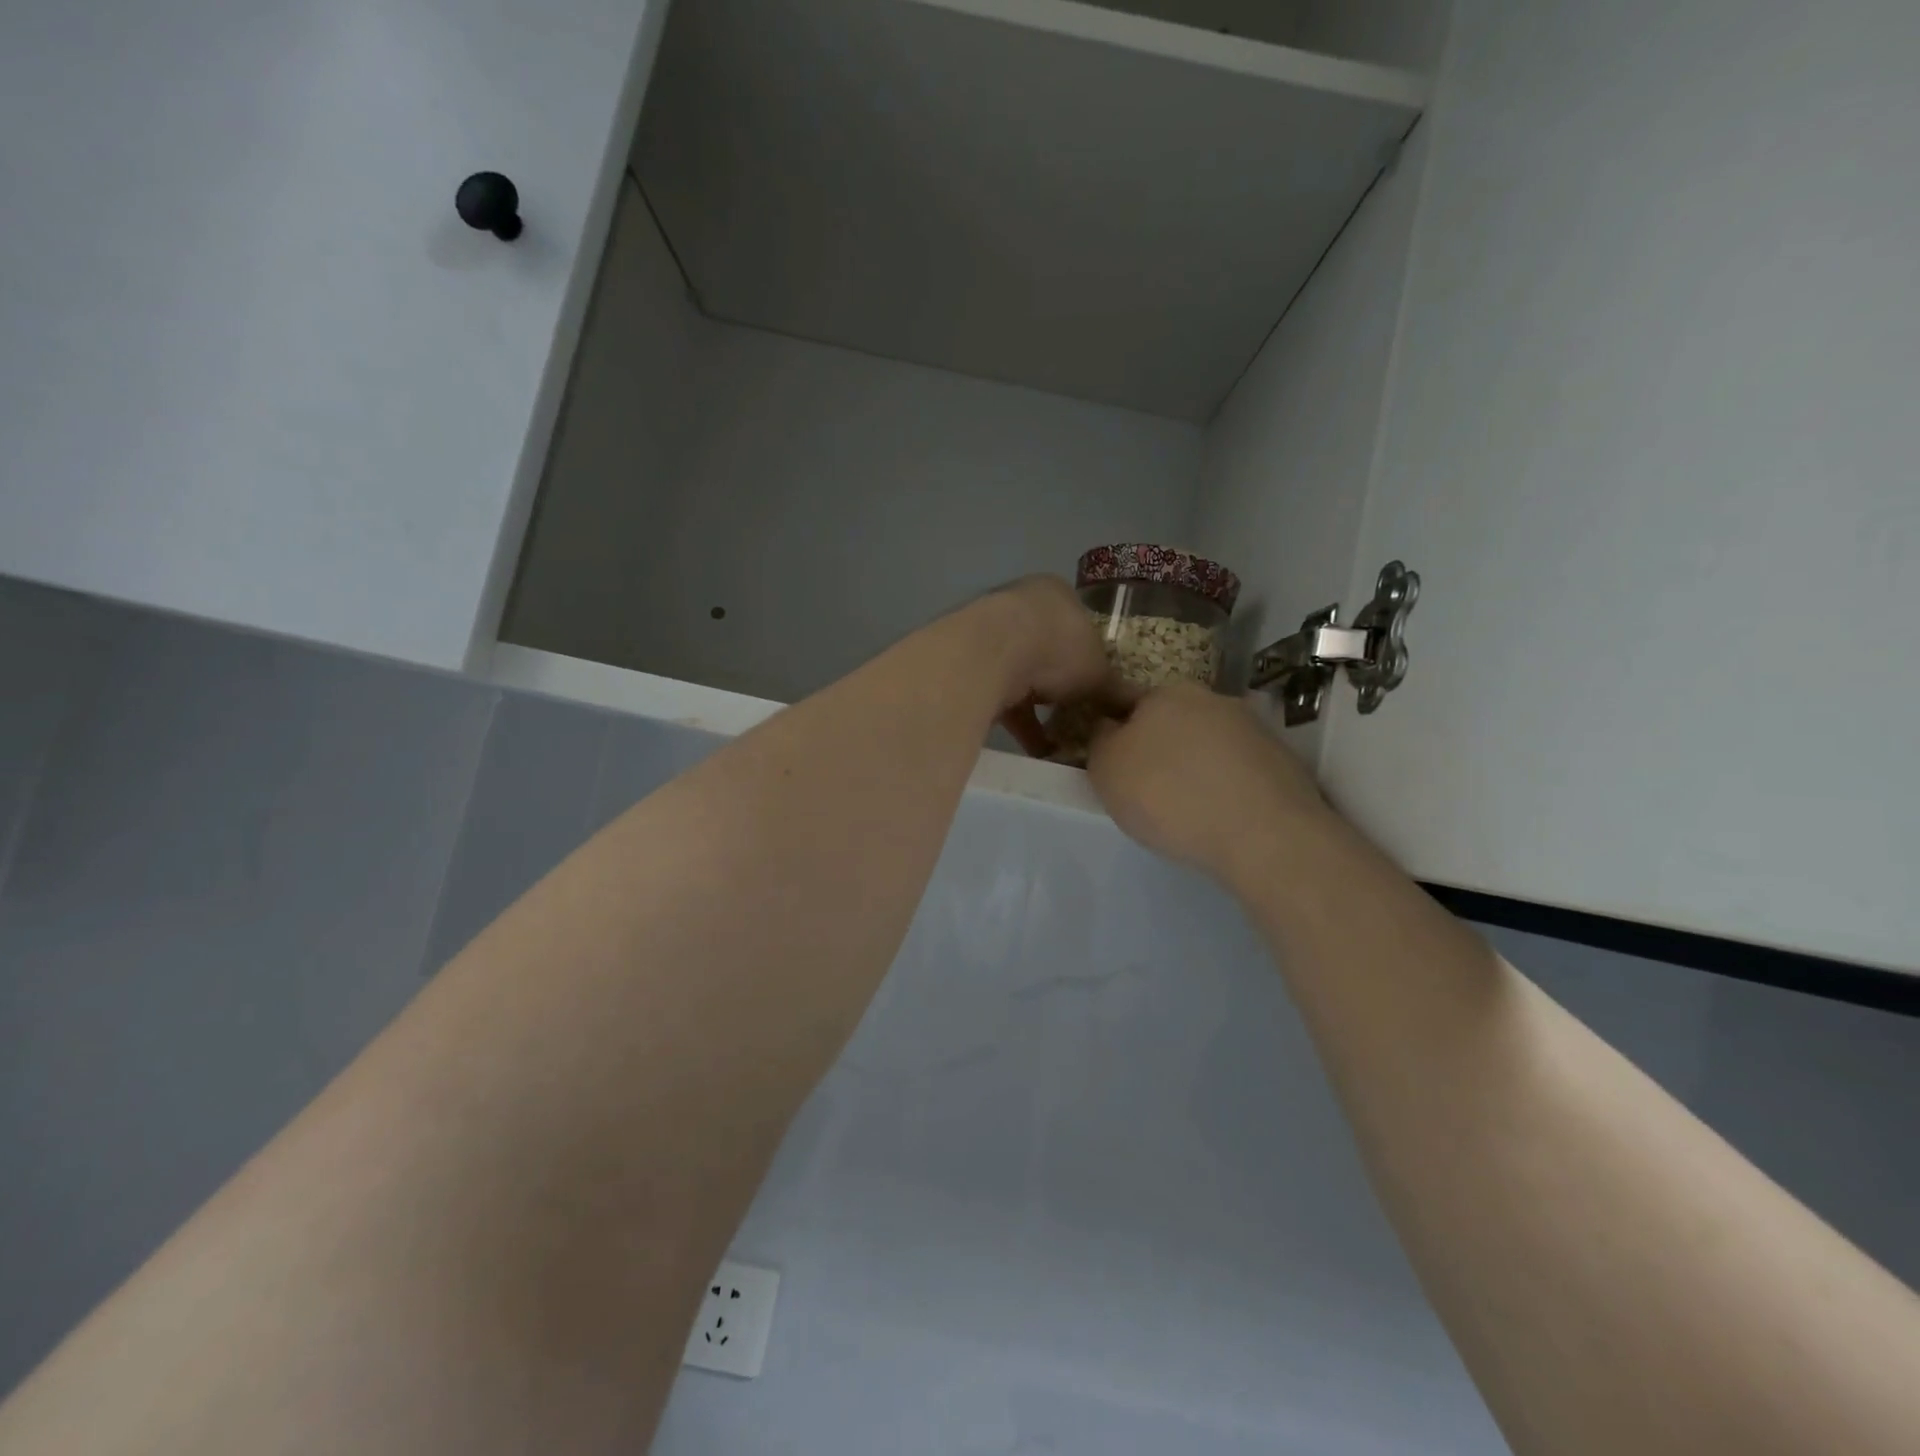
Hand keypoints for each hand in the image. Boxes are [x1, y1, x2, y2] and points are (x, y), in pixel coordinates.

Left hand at [970, 577, 1136, 756]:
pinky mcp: (972, 667)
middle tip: (1081, 715)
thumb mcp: (1099, 672)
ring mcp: (991, 635)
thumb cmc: (1057, 647)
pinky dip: (1021, 724)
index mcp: (1055, 593)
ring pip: (1023, 675)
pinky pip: (1003, 698)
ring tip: (1062, 741)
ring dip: (1039, 708)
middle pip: (1048, 650)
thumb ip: (1116, 690)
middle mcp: (1020, 606)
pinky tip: (1038, 751)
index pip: (1079, 624)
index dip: (1092, 657)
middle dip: (1062, 685)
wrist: (990, 654)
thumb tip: (1139, 709)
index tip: (1100, 687)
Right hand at [1086, 684, 1335, 880]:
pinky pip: (1237, 770)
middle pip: (1169, 721)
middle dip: (1156, 747)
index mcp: (1165, 692)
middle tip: (1144, 789)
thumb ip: (1100, 740)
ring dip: (1193, 766)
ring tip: (1186, 809)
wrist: (1263, 835)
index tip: (1110, 762)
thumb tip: (1109, 727)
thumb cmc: (1168, 795)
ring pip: (1206, 744)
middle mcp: (1211, 698)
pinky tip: (1220, 816)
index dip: (1113, 729)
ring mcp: (1252, 728)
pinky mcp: (1282, 761)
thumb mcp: (1106, 769)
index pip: (1125, 700)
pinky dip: (1225, 786)